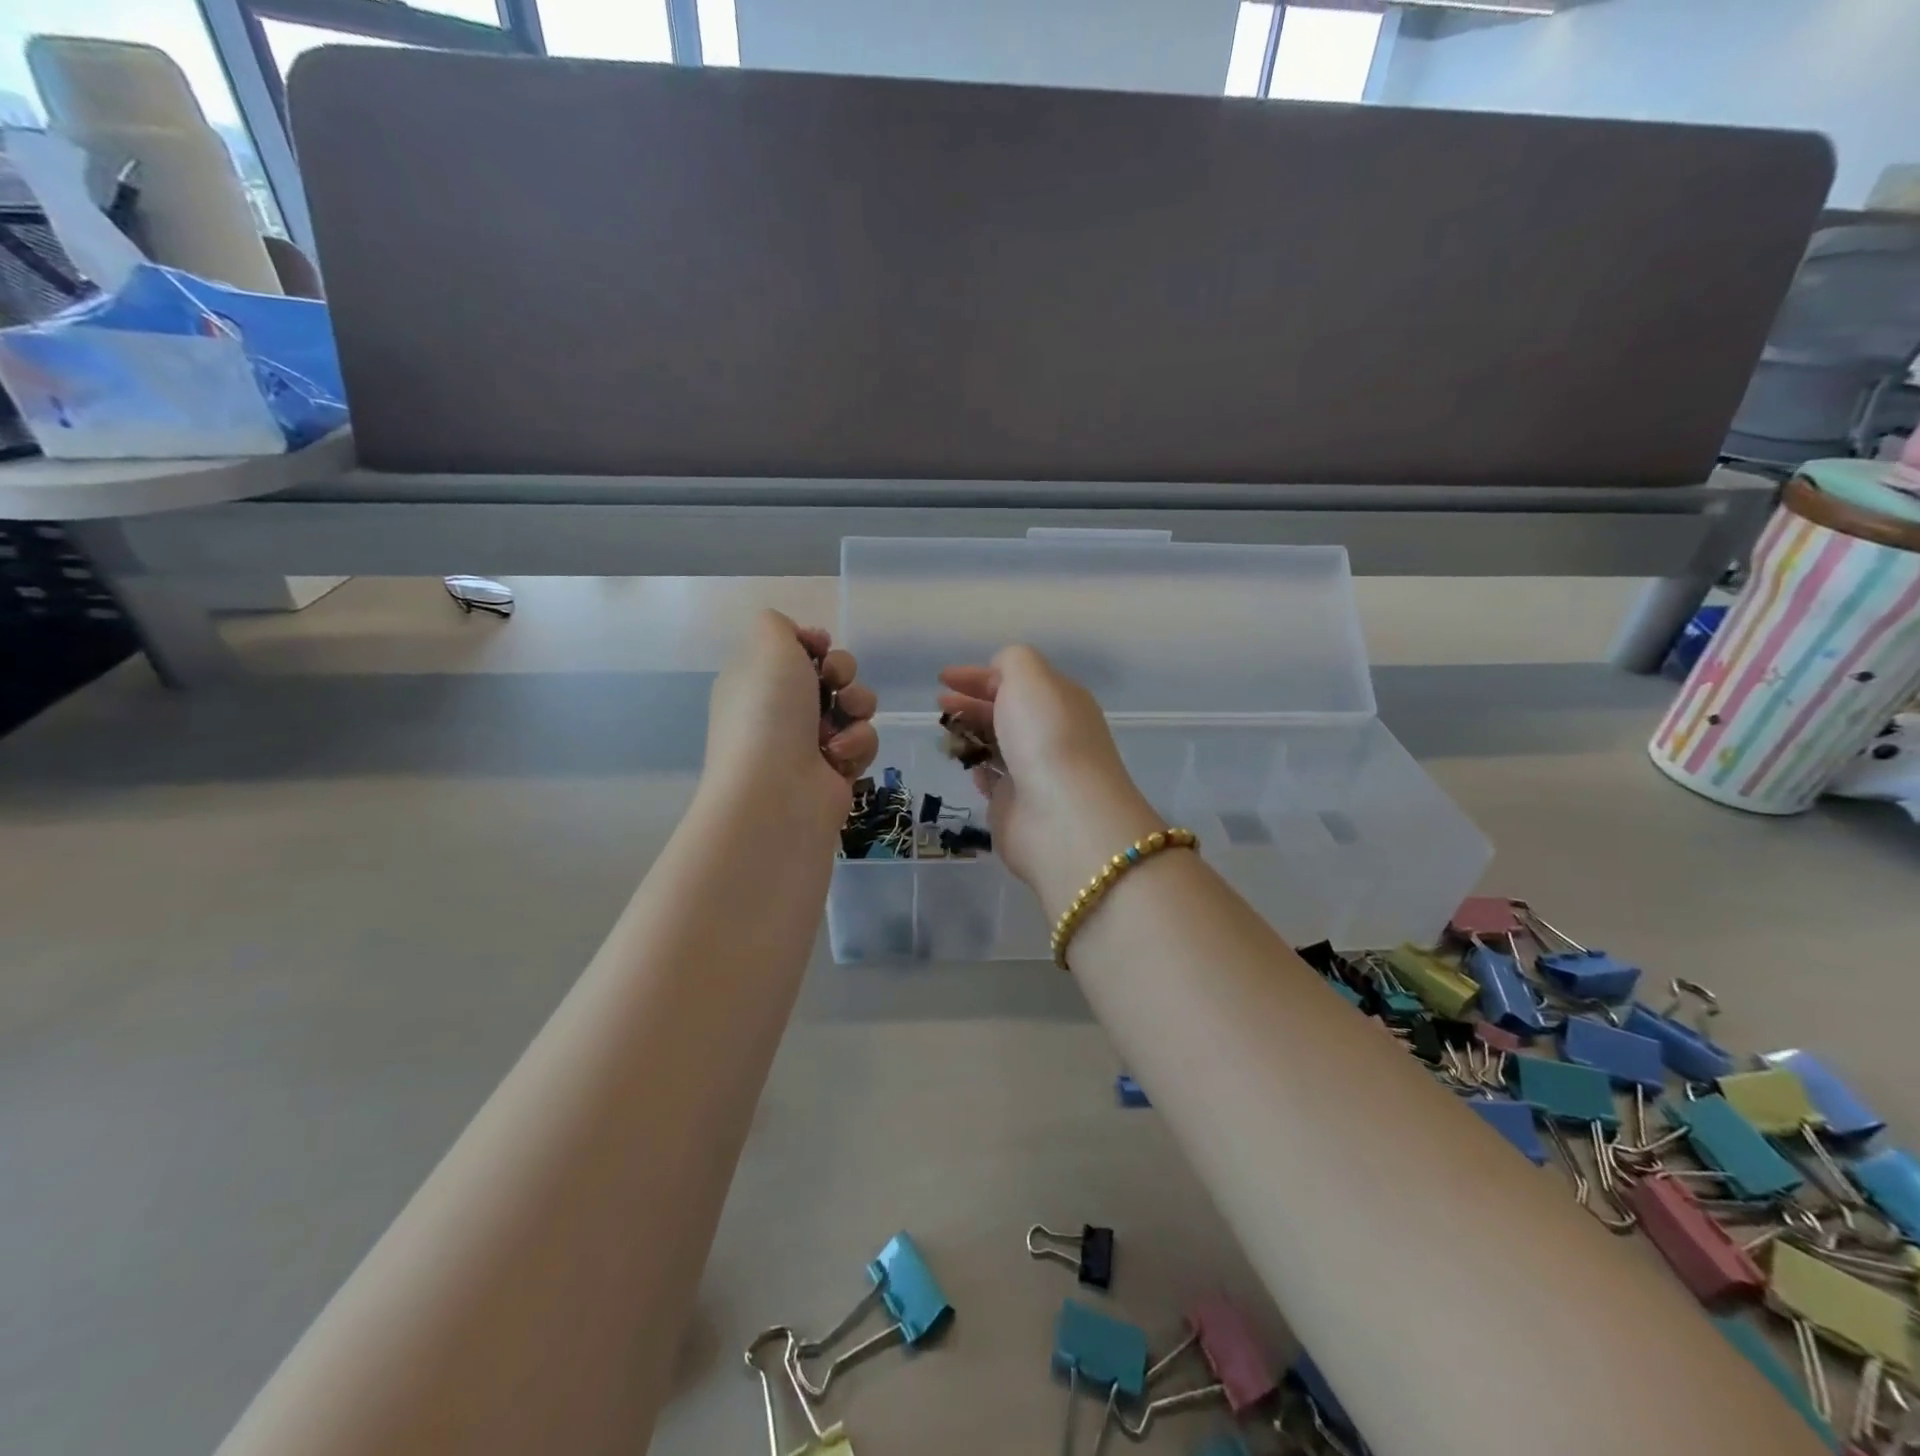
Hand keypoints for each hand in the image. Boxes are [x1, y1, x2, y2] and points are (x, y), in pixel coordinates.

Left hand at [705, 611, 877, 829]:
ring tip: (841, 724)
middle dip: (843, 672)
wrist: (777, 792)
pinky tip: (837, 758)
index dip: (815, 644)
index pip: (795, 650)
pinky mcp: (836, 770)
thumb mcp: (767, 646)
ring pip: (854, 706)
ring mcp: (808, 742)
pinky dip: (857, 745)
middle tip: (835, 682)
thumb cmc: (768, 712)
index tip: (820, 647)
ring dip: (856, 707)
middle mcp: (780, 710)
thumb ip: (777, 624)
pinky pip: (863, 741)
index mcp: (756, 680)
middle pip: (831, 673)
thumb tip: (798, 639)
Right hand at [938, 646, 1164, 917]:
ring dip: (972, 734)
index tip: (943, 678)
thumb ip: (1012, 663)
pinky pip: (994, 780)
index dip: (979, 675)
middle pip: (1007, 711)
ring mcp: (1036, 771)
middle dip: (972, 703)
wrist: (1062, 817)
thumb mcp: (1030, 678)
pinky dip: (979, 769)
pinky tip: (965, 765)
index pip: (1017, 679)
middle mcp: (1052, 734)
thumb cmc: (1045, 737)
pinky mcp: (1018, 806)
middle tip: (940, 704)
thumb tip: (999, 676)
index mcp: (1061, 700)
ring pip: (999, 744)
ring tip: (944, 732)